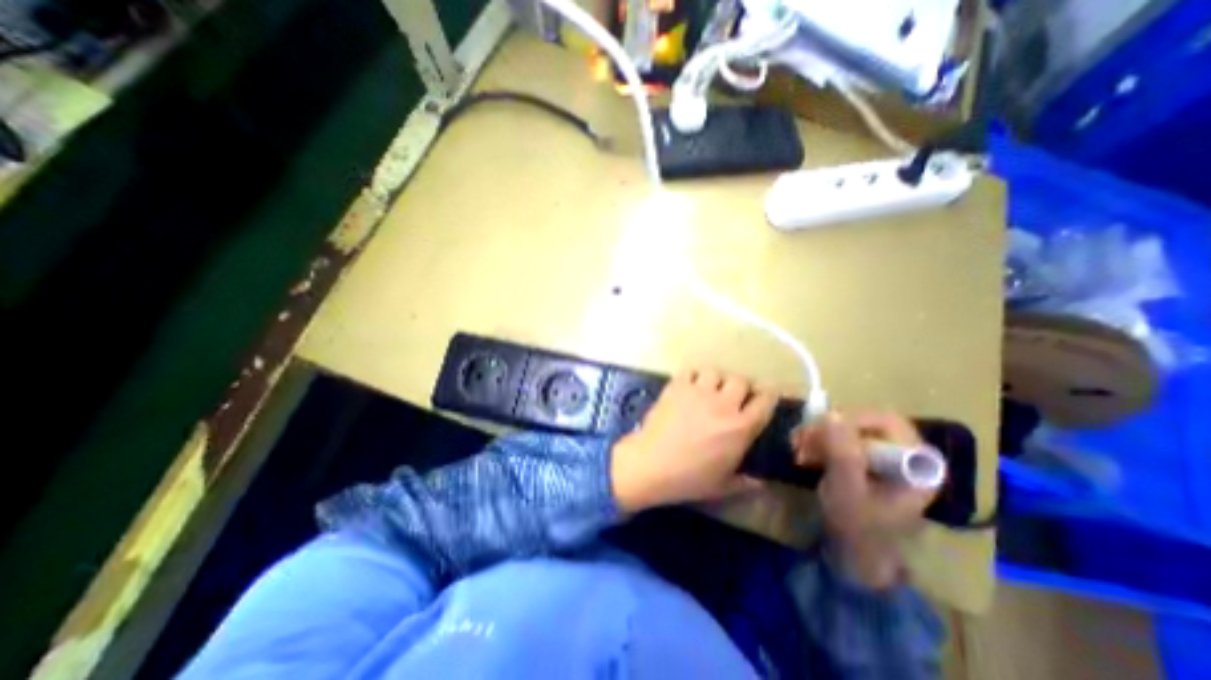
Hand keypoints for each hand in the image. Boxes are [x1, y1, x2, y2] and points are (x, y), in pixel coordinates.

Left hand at [617, 369, 775, 512]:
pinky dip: (692, 376)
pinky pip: (690, 370)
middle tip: (733, 397)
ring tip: (709, 390)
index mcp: (740, 428)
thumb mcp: (722, 486)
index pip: (765, 400)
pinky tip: (689, 386)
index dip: (769, 395)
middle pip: (741, 380)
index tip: (765, 397)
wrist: (650, 464)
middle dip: (741, 387)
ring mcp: (698, 392)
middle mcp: (723, 404)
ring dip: (715, 380)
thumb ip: (745, 482)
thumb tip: (760, 483)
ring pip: (715, 372)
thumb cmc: (688, 478)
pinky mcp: (677, 387)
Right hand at [797, 409, 934, 589]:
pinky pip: (841, 440)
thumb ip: (843, 453)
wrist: (855, 557)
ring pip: (848, 430)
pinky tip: (804, 454)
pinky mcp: (865, 461)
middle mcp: (904, 455)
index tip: (819, 430)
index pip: (887, 423)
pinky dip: (819, 443)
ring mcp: (883, 458)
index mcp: (916, 464)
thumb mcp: (847, 489)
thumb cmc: (858, 528)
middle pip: (865, 423)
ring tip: (797, 449)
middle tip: (799, 440)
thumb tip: (831, 413)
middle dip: (828, 429)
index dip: (852, 420)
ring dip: (818, 435)